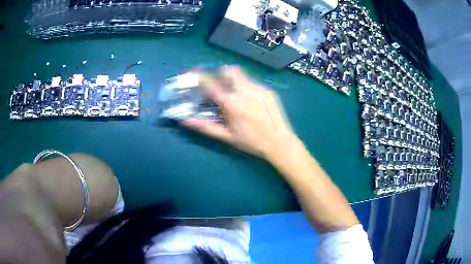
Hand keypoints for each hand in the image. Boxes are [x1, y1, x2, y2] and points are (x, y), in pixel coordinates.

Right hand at [182, 66, 299, 160]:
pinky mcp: (268, 90)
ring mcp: (258, 88)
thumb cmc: (251, 142)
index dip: (200, 77)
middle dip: (219, 74)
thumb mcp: (227, 136)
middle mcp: (245, 90)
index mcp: (232, 102)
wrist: (280, 142)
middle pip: (228, 71)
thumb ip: (205, 126)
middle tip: (217, 85)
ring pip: (241, 75)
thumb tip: (185, 120)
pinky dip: (245, 86)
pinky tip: (249, 100)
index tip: (193, 75)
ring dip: (233, 79)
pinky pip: (252, 82)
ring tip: (234, 93)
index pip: (210, 83)